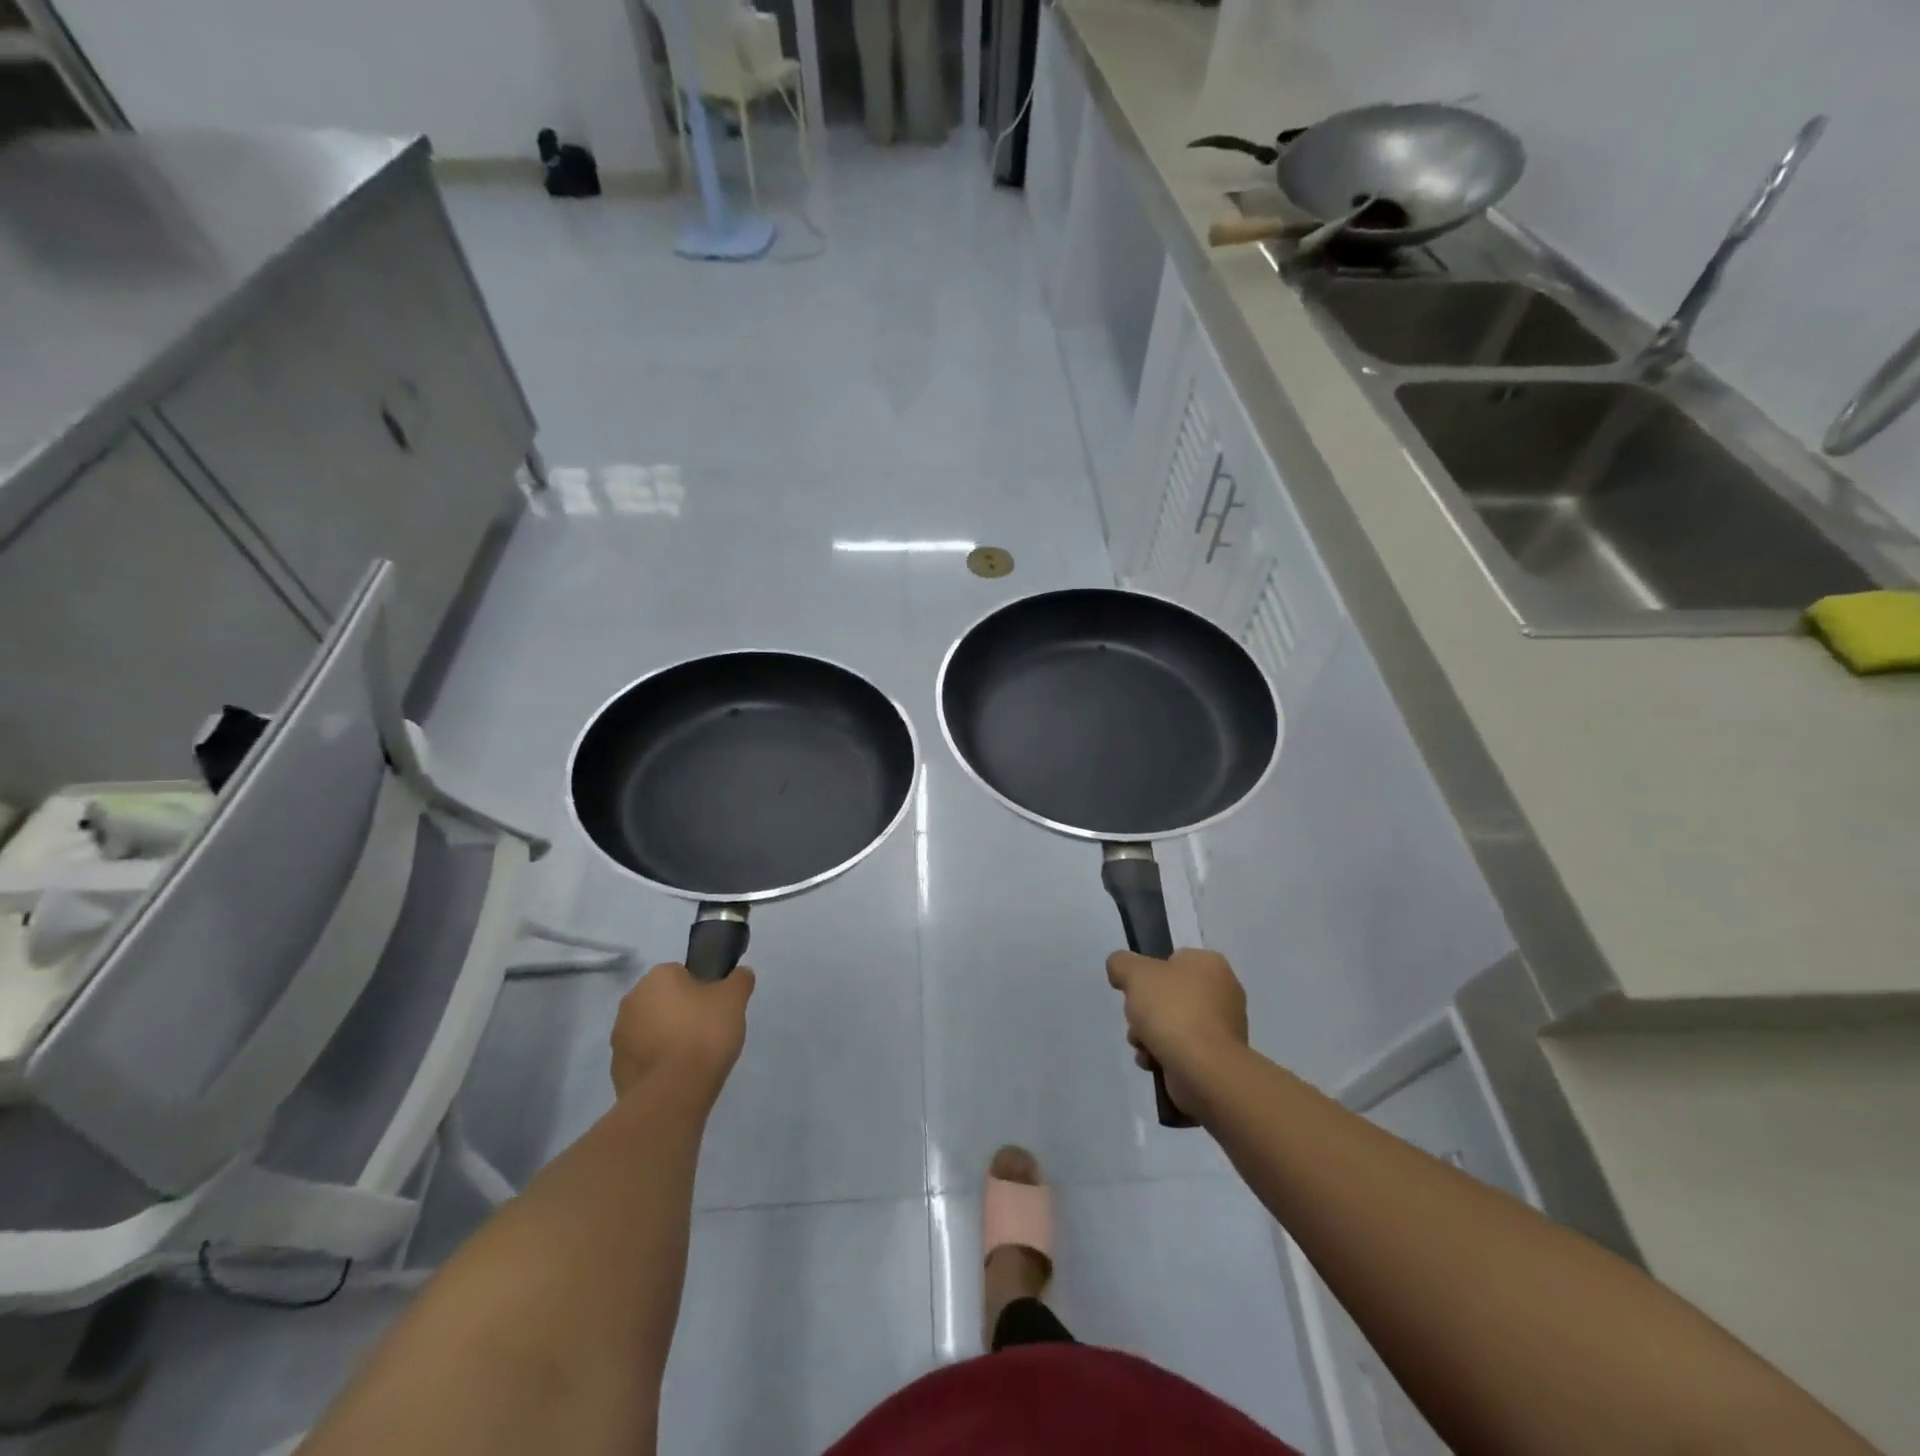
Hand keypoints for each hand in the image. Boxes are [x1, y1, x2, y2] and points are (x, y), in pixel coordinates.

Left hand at [610, 962, 755, 1102]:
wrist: (673, 1092)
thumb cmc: (704, 1033)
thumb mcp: (734, 999)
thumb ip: (739, 980)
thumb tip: (740, 973)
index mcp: (656, 977)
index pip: (682, 974)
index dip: (702, 990)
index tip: (715, 1008)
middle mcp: (631, 1001)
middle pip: (663, 1001)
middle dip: (681, 1013)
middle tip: (707, 1031)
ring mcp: (619, 1036)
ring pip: (650, 1029)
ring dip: (666, 1038)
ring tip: (693, 1058)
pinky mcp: (616, 1069)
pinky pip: (642, 1058)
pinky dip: (657, 1063)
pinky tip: (677, 1075)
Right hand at [1106, 948, 1247, 1116]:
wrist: (1203, 1069)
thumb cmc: (1173, 1011)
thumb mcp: (1135, 973)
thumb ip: (1121, 963)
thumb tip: (1120, 970)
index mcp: (1210, 964)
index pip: (1172, 960)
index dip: (1148, 974)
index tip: (1136, 989)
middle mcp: (1223, 992)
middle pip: (1168, 995)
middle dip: (1144, 1011)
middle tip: (1136, 1020)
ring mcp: (1223, 1028)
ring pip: (1172, 1024)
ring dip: (1149, 1035)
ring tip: (1142, 1046)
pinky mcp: (1217, 1059)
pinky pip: (1182, 1050)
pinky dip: (1164, 1055)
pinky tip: (1153, 1062)